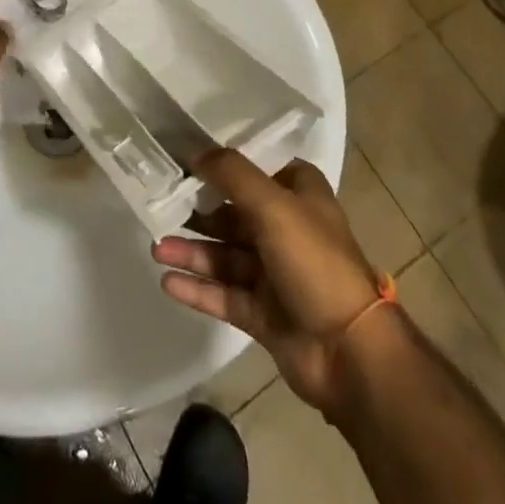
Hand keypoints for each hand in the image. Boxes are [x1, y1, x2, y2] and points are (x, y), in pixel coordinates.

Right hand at [153, 151, 382, 413]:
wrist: (348, 352)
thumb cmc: (314, 262)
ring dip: (192, 251)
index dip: (224, 162)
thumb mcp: (273, 205)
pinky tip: (168, 281)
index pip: (257, 167)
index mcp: (299, 196)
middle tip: (160, 204)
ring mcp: (274, 273)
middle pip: (234, 212)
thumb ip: (232, 174)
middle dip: (199, 210)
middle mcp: (286, 228)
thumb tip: (196, 151)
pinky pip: (223, 293)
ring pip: (225, 255)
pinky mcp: (262, 312)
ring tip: (156, 249)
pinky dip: (197, 287)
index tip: (186, 155)